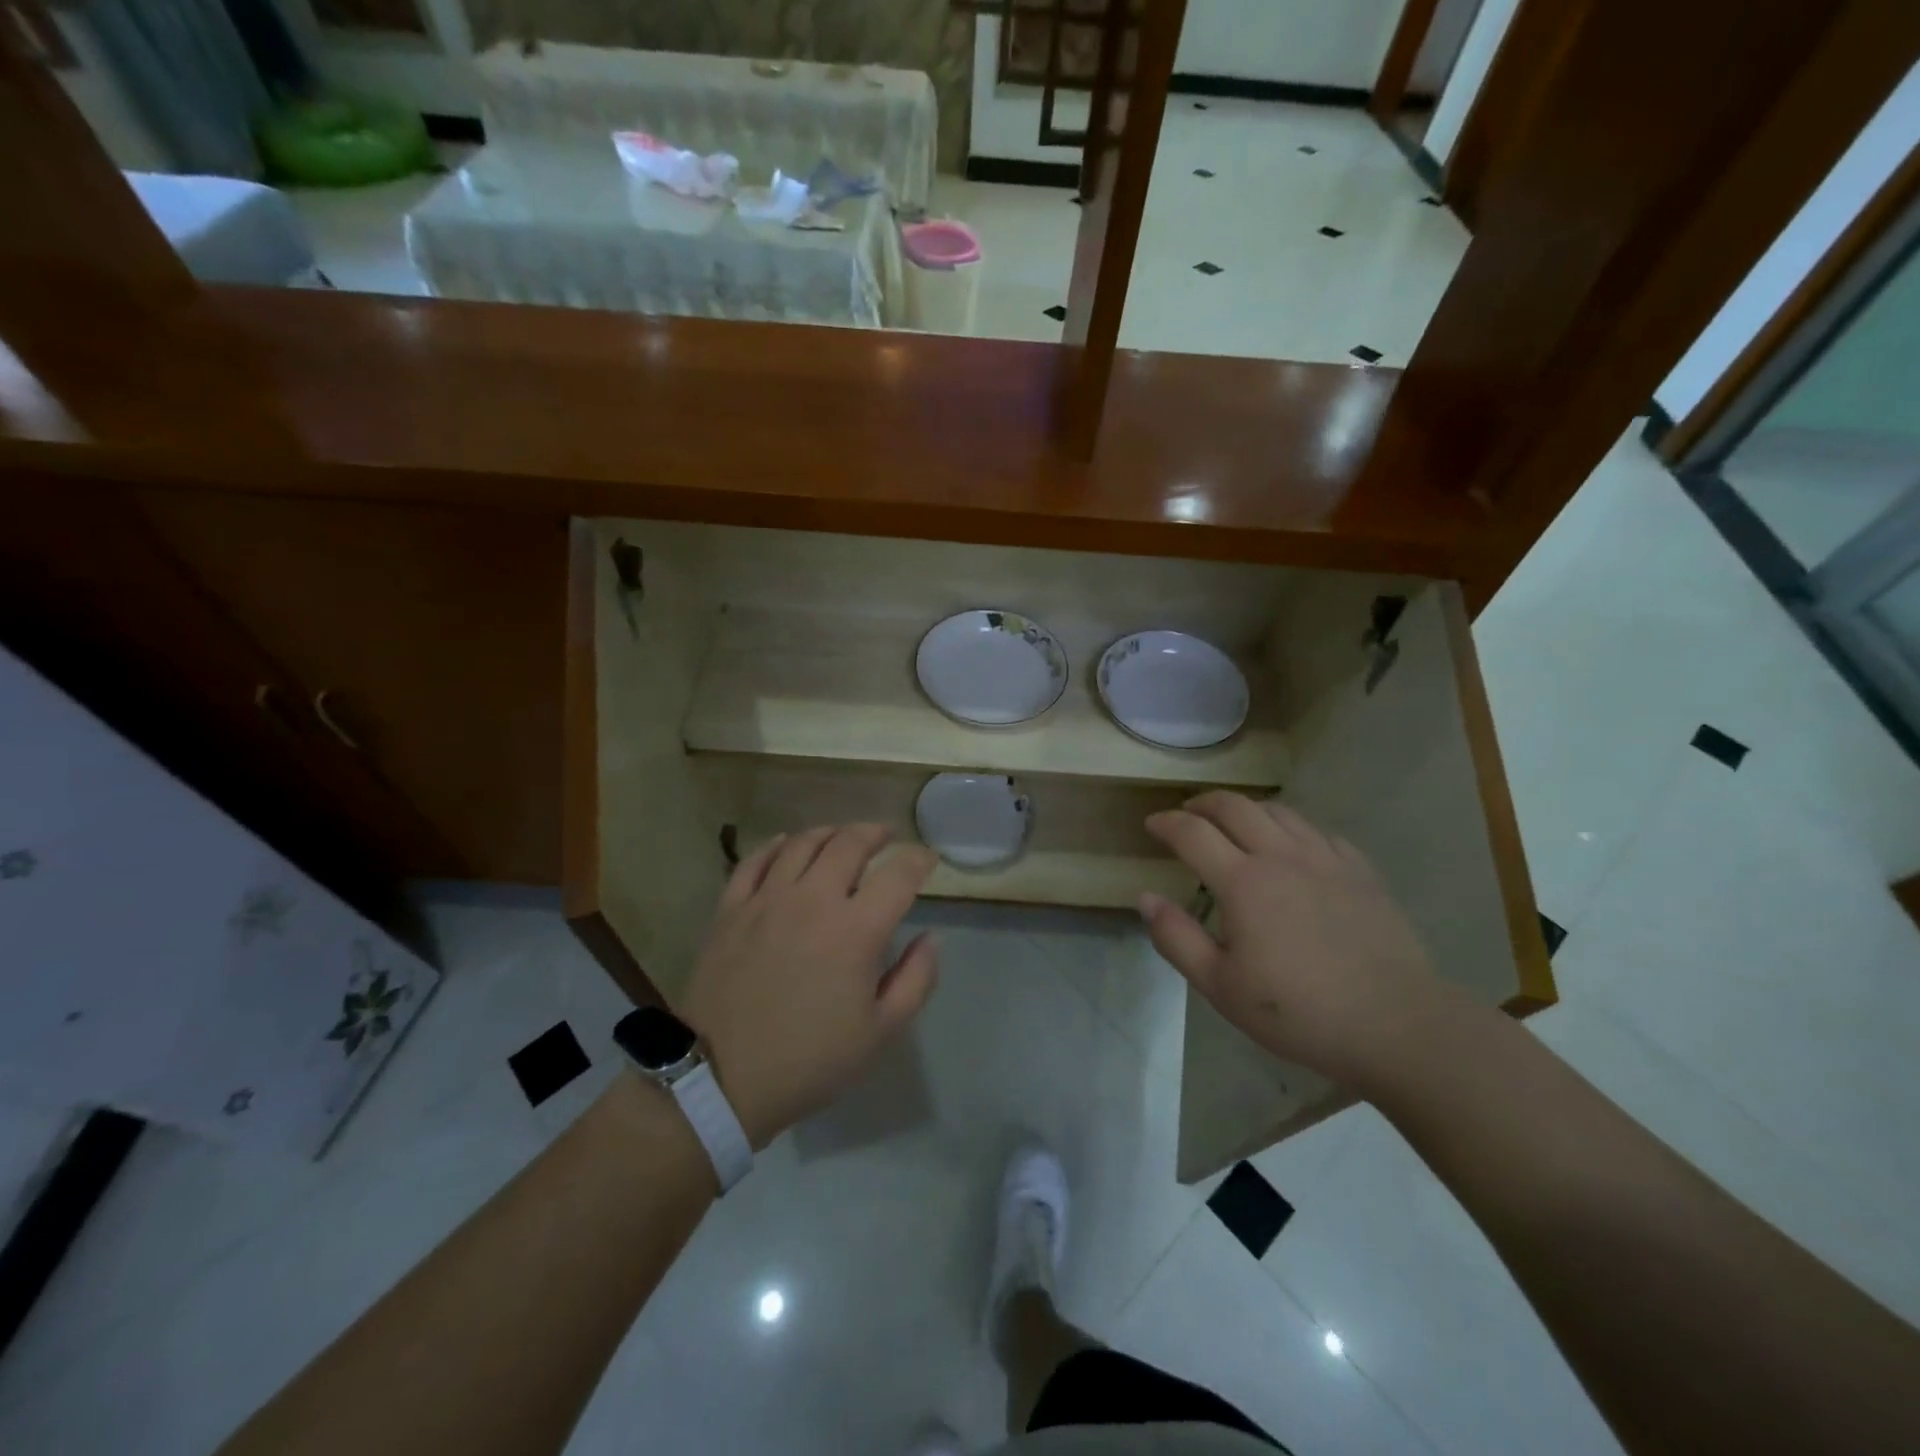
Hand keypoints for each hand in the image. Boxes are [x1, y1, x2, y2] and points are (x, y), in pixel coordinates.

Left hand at [680, 825, 939, 1148]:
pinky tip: (787, 845)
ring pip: (803, 842)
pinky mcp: (730, 908)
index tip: (928, 858)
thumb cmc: (809, 1060)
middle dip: (876, 833)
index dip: (919, 859)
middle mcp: (813, 899)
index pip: (899, 874)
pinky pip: (755, 860)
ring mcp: (767, 899)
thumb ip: (916, 979)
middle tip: (887, 836)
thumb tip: (931, 937)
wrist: (720, 1079)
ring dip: (830, 832)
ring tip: (842, 837)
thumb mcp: (880, 1032)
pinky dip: (776, 845)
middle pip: (849, 843)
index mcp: (855, 929)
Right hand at [1141, 792, 1447, 1089]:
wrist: (1395, 1024)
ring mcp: (1326, 860)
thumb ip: (1177, 938)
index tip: (1151, 825)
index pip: (1192, 833)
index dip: (1166, 823)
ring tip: (1234, 823)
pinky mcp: (1360, 872)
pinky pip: (1319, 832)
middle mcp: (1281, 856)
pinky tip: (1293, 848)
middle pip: (1234, 807)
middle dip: (1203, 803)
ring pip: (1278, 811)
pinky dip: (1293, 829)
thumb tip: (1145, 898)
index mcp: (1243, 882)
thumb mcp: (1220, 986)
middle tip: (1187, 814)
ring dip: (1246, 809)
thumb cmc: (1298, 1012)